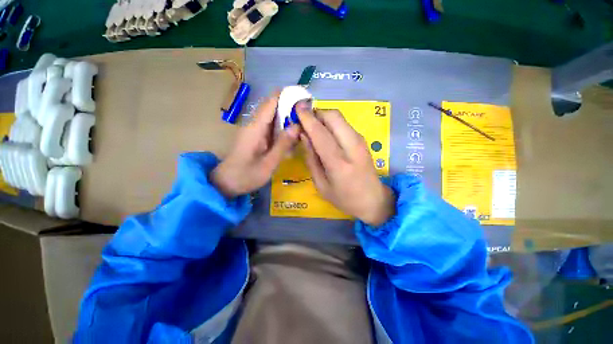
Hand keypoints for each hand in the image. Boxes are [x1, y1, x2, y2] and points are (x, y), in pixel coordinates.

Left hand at [211, 92, 300, 197]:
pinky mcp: (255, 137)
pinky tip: (291, 133)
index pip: (270, 103)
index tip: (302, 96)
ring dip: (286, 116)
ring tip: (302, 120)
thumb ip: (282, 145)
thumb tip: (296, 126)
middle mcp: (254, 125)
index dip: (285, 96)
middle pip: (272, 107)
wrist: (226, 183)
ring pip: (272, 117)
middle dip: (289, 106)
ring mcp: (254, 131)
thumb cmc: (246, 175)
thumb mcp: (268, 163)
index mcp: (255, 128)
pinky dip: (281, 126)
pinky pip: (270, 126)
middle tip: (307, 111)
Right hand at [297, 104, 394, 225]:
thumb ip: (311, 159)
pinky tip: (324, 133)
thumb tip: (304, 135)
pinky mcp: (362, 139)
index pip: (321, 134)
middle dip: (316, 113)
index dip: (307, 119)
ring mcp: (360, 141)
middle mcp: (352, 147)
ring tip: (312, 127)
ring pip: (339, 117)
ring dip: (323, 117)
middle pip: (333, 116)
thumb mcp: (321, 185)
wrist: (373, 199)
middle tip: (303, 120)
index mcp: (339, 164)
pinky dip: (331, 123)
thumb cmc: (343, 197)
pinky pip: (343, 123)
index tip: (296, 108)